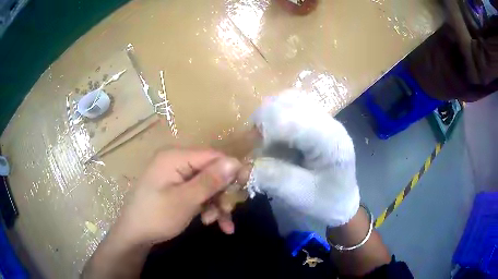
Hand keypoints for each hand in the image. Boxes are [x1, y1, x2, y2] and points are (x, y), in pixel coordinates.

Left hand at [114, 149, 241, 245]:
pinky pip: (197, 193)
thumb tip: (235, 161)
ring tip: (219, 223)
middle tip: (228, 212)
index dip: (232, 170)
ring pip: (207, 185)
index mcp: (176, 157)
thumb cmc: (156, 216)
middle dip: (222, 193)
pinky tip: (212, 222)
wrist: (134, 234)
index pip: (213, 156)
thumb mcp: (185, 201)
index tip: (245, 188)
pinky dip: (207, 207)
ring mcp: (176, 175)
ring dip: (216, 204)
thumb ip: (210, 181)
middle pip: (211, 171)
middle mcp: (176, 161)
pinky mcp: (176, 188)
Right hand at [249, 90, 359, 226]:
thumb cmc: (325, 203)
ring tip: (266, 142)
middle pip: (287, 102)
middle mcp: (329, 121)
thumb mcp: (298, 196)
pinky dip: (275, 118)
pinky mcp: (316, 121)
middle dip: (265, 122)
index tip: (255, 155)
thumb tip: (241, 164)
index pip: (291, 120)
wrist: (341, 201)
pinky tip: (275, 138)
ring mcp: (323, 118)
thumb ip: (271, 177)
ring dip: (269, 118)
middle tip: (257, 147)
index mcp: (331, 140)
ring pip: (287, 100)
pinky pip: (290, 107)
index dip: (266, 133)